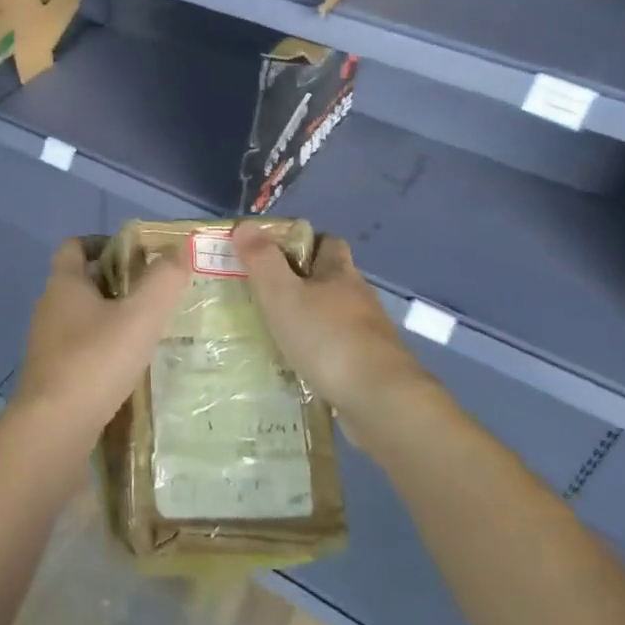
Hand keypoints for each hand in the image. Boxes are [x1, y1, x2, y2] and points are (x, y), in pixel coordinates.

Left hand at [9, 237, 189, 439]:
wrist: (53, 430)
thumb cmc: (96, 361)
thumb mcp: (141, 316)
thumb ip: (164, 280)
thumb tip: (180, 247)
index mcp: (64, 284)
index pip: (75, 246)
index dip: (103, 243)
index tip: (136, 254)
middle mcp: (49, 308)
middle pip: (81, 282)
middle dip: (115, 282)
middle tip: (153, 293)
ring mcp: (46, 345)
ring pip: (81, 318)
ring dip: (110, 319)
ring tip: (147, 331)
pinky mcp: (51, 376)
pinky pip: (80, 350)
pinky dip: (102, 350)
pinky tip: (128, 367)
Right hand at [232, 222, 431, 430]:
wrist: (380, 400)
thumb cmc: (327, 338)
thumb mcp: (283, 295)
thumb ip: (262, 261)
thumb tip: (245, 224)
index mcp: (340, 273)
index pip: (328, 242)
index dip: (304, 241)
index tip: (274, 253)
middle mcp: (359, 298)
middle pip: (333, 279)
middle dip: (304, 282)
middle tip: (268, 294)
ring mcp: (370, 334)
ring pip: (336, 315)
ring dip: (312, 319)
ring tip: (278, 332)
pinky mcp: (372, 367)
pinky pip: (340, 349)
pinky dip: (322, 351)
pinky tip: (301, 365)